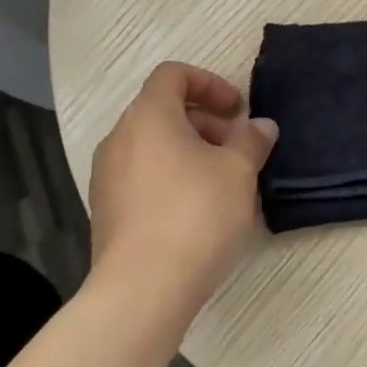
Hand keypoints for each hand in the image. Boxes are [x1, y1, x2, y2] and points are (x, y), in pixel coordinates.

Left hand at [87, 62, 277, 314]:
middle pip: (162, 110)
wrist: (141, 291)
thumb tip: (260, 126)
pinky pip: (142, 177)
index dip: (209, 82)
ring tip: (223, 183)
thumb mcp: (238, 172)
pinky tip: (198, 213)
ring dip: (190, 152)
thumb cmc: (194, 215)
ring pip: (152, 146)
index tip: (237, 109)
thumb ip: (251, 141)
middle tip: (237, 148)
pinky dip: (171, 178)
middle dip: (205, 122)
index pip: (173, 74)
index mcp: (148, 116)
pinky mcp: (106, 212)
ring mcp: (107, 177)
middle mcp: (119, 139)